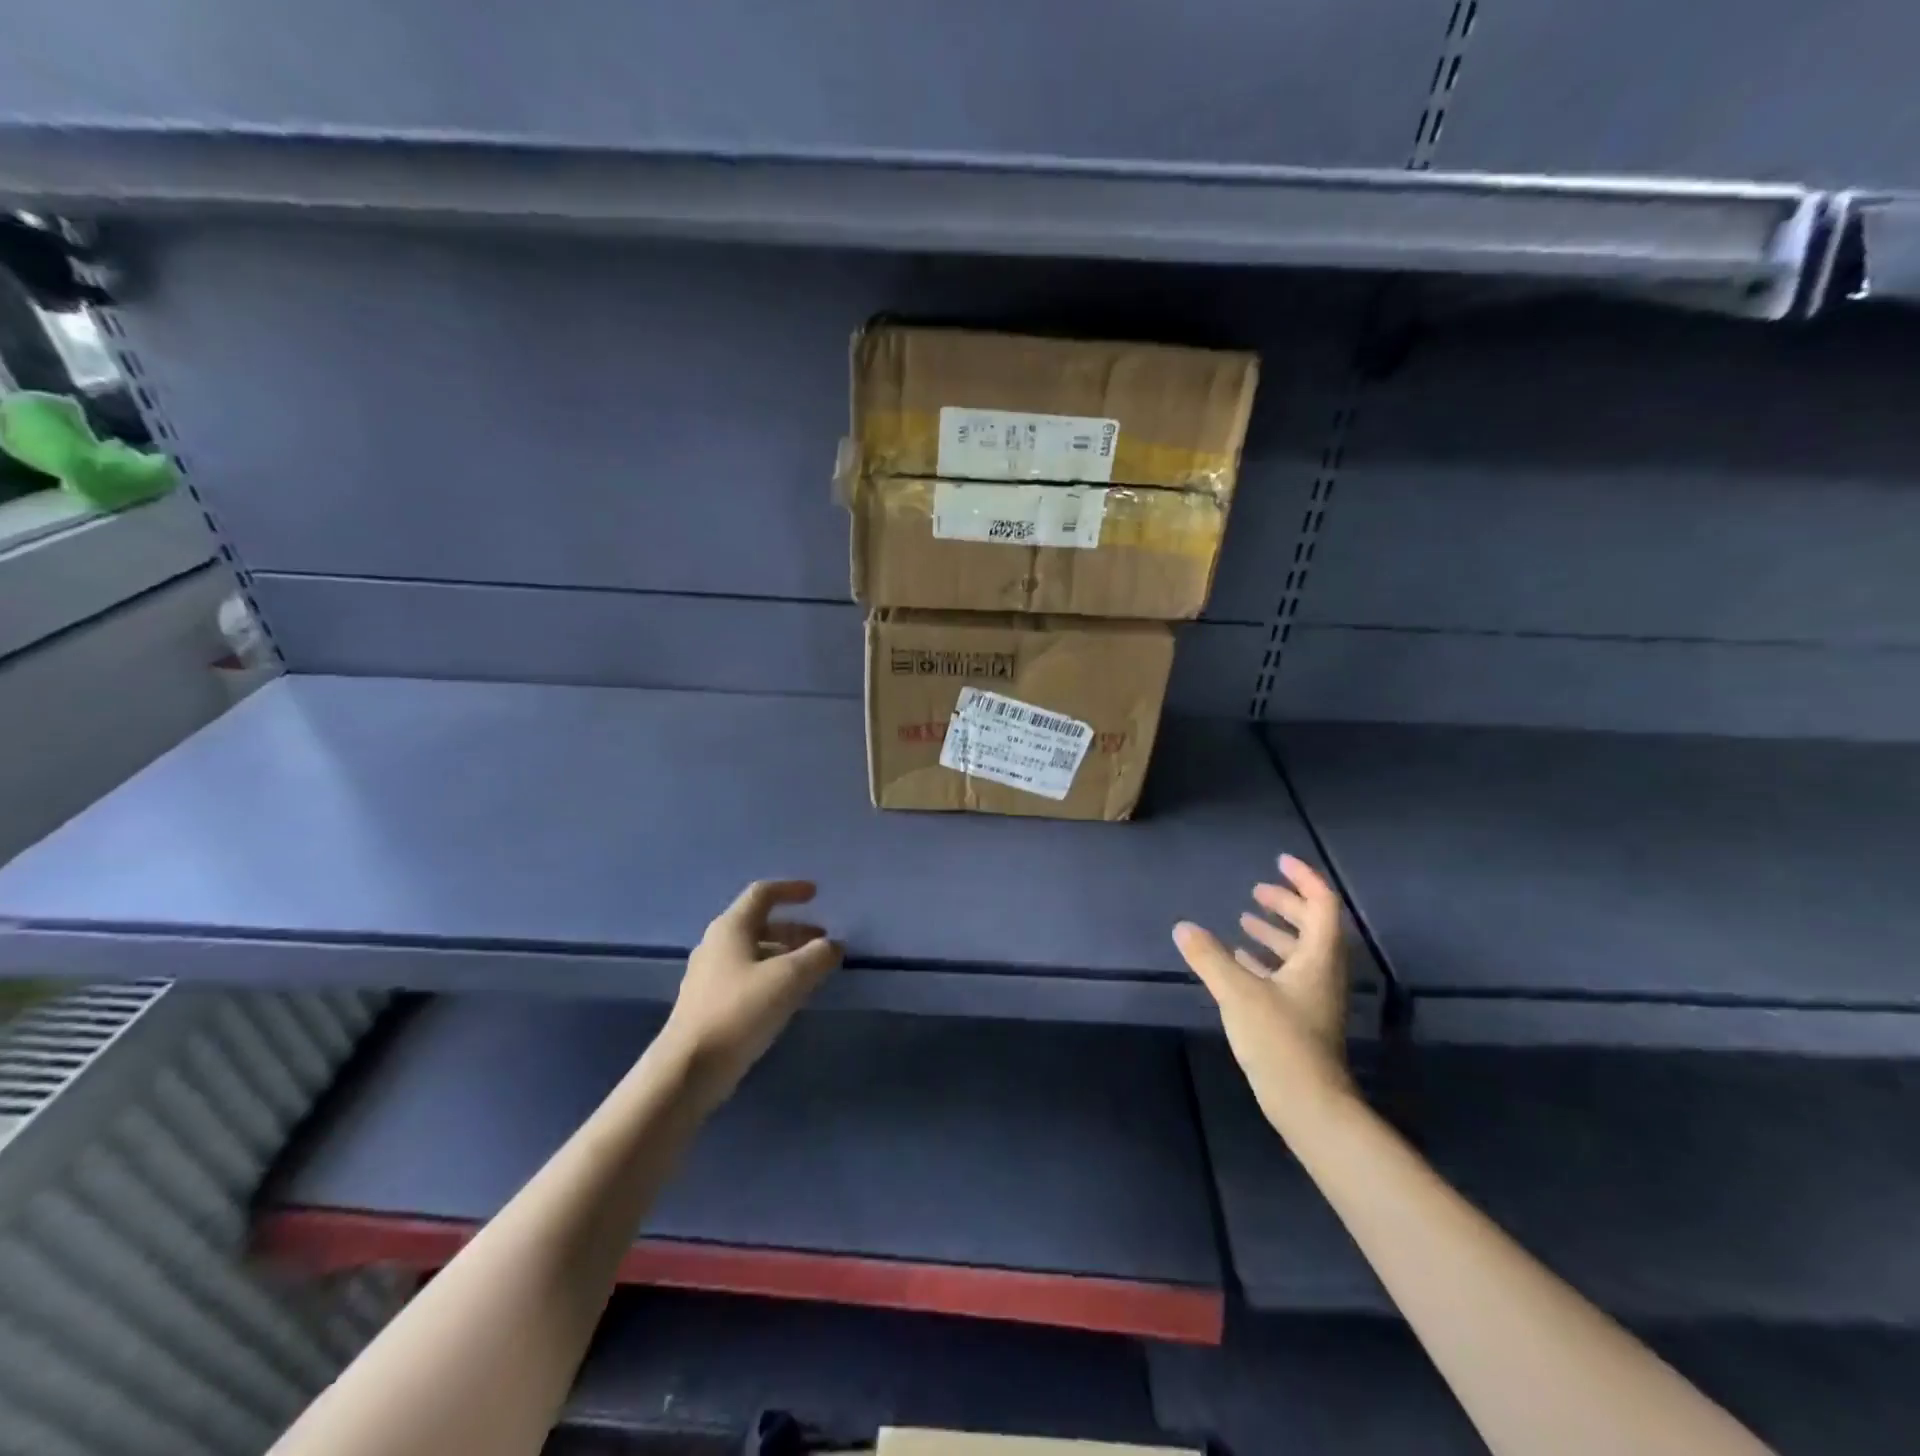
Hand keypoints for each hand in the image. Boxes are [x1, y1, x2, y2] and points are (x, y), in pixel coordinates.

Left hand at [660, 880, 841, 1105]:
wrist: (689, 1069)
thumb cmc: (740, 1011)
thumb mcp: (789, 979)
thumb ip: (817, 956)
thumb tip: (833, 945)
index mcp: (731, 928)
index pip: (763, 893)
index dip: (791, 889)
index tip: (817, 894)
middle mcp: (717, 944)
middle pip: (760, 924)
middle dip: (794, 929)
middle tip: (823, 941)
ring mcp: (710, 976)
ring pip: (754, 952)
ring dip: (785, 954)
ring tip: (812, 970)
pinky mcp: (710, 1004)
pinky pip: (747, 976)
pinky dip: (772, 976)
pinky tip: (788, 996)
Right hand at [1174, 854, 1353, 1127]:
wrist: (1309, 1104)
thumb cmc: (1279, 1040)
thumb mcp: (1237, 993)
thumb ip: (1209, 957)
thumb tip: (1183, 927)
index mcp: (1319, 958)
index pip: (1322, 905)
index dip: (1303, 879)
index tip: (1278, 863)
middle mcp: (1323, 972)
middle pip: (1314, 926)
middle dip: (1286, 904)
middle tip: (1257, 891)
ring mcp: (1315, 997)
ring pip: (1301, 952)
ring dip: (1276, 932)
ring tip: (1244, 921)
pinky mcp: (1303, 1018)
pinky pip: (1289, 975)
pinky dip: (1267, 960)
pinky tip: (1240, 961)